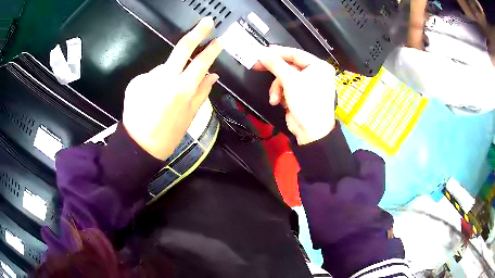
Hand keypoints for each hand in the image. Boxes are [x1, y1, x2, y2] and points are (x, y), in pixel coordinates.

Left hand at [123, 17, 221, 159]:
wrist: (139, 145)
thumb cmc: (169, 135)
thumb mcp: (191, 116)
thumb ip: (203, 92)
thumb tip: (213, 74)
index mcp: (182, 91)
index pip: (201, 62)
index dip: (212, 49)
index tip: (220, 39)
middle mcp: (164, 80)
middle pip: (182, 48)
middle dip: (197, 33)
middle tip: (207, 22)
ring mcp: (147, 78)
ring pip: (164, 66)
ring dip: (169, 73)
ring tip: (163, 95)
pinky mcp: (135, 81)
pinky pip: (150, 75)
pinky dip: (154, 81)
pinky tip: (152, 96)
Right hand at [255, 45, 335, 144]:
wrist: (311, 131)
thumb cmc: (308, 104)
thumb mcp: (290, 80)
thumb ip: (276, 64)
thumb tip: (264, 53)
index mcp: (319, 67)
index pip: (295, 53)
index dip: (278, 52)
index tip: (263, 51)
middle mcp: (315, 74)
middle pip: (289, 66)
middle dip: (276, 72)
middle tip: (259, 66)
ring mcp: (308, 85)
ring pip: (285, 78)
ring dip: (277, 88)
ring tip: (275, 97)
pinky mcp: (300, 95)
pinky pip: (286, 88)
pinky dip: (280, 94)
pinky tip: (279, 101)